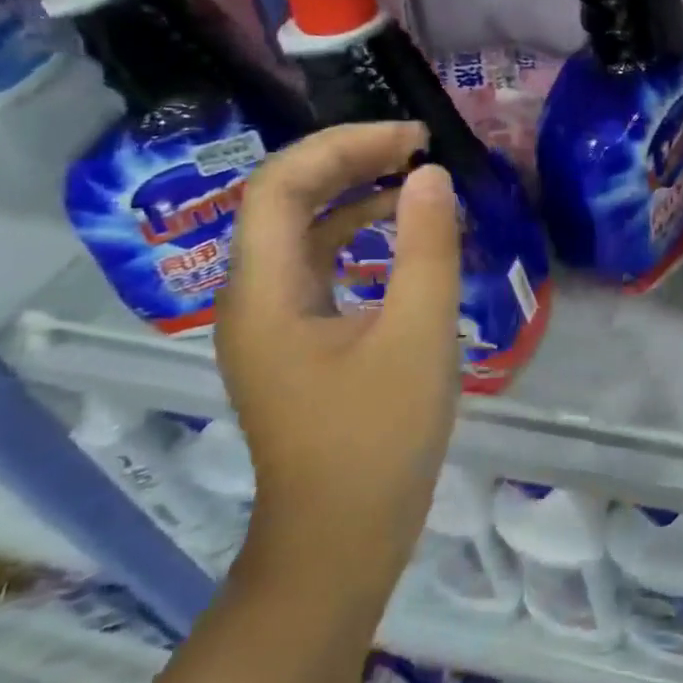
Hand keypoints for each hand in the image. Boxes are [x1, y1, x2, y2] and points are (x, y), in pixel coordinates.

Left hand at [214, 123, 461, 583]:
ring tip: (414, 175)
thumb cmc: (378, 440)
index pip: (281, 184)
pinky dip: (357, 232)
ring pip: (302, 228)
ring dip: (353, 191)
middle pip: (286, 198)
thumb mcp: (418, 335)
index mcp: (265, 292)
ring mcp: (271, 320)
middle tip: (418, 147)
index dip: (343, 145)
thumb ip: (426, 247)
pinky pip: (319, 262)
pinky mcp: (295, 339)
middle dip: (349, 159)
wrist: (340, 543)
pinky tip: (401, 233)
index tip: (411, 139)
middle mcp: (253, 296)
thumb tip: (429, 174)